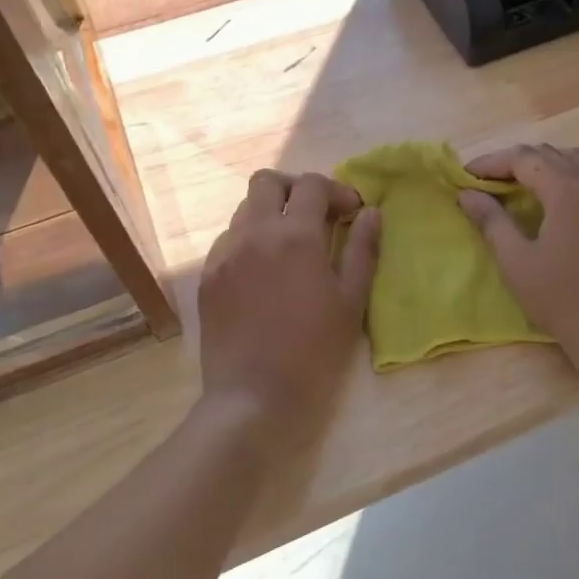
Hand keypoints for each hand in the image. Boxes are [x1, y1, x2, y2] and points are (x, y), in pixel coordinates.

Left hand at [198, 169, 379, 436]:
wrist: (253, 396)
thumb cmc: (313, 351)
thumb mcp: (351, 301)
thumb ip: (362, 250)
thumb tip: (371, 213)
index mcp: (295, 236)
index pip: (313, 185)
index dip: (337, 191)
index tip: (352, 214)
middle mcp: (254, 233)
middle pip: (267, 181)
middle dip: (296, 189)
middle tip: (318, 216)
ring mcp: (224, 254)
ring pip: (245, 209)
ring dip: (272, 214)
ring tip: (291, 245)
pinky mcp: (207, 277)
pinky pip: (228, 240)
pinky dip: (250, 240)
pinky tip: (264, 272)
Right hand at [457, 144, 578, 368]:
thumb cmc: (559, 297)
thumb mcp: (515, 260)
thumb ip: (491, 220)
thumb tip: (467, 194)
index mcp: (567, 189)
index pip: (524, 158)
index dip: (492, 162)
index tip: (467, 176)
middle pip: (551, 154)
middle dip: (516, 161)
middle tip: (488, 181)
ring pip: (576, 163)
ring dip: (544, 166)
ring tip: (519, 187)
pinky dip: (567, 180)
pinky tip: (553, 205)